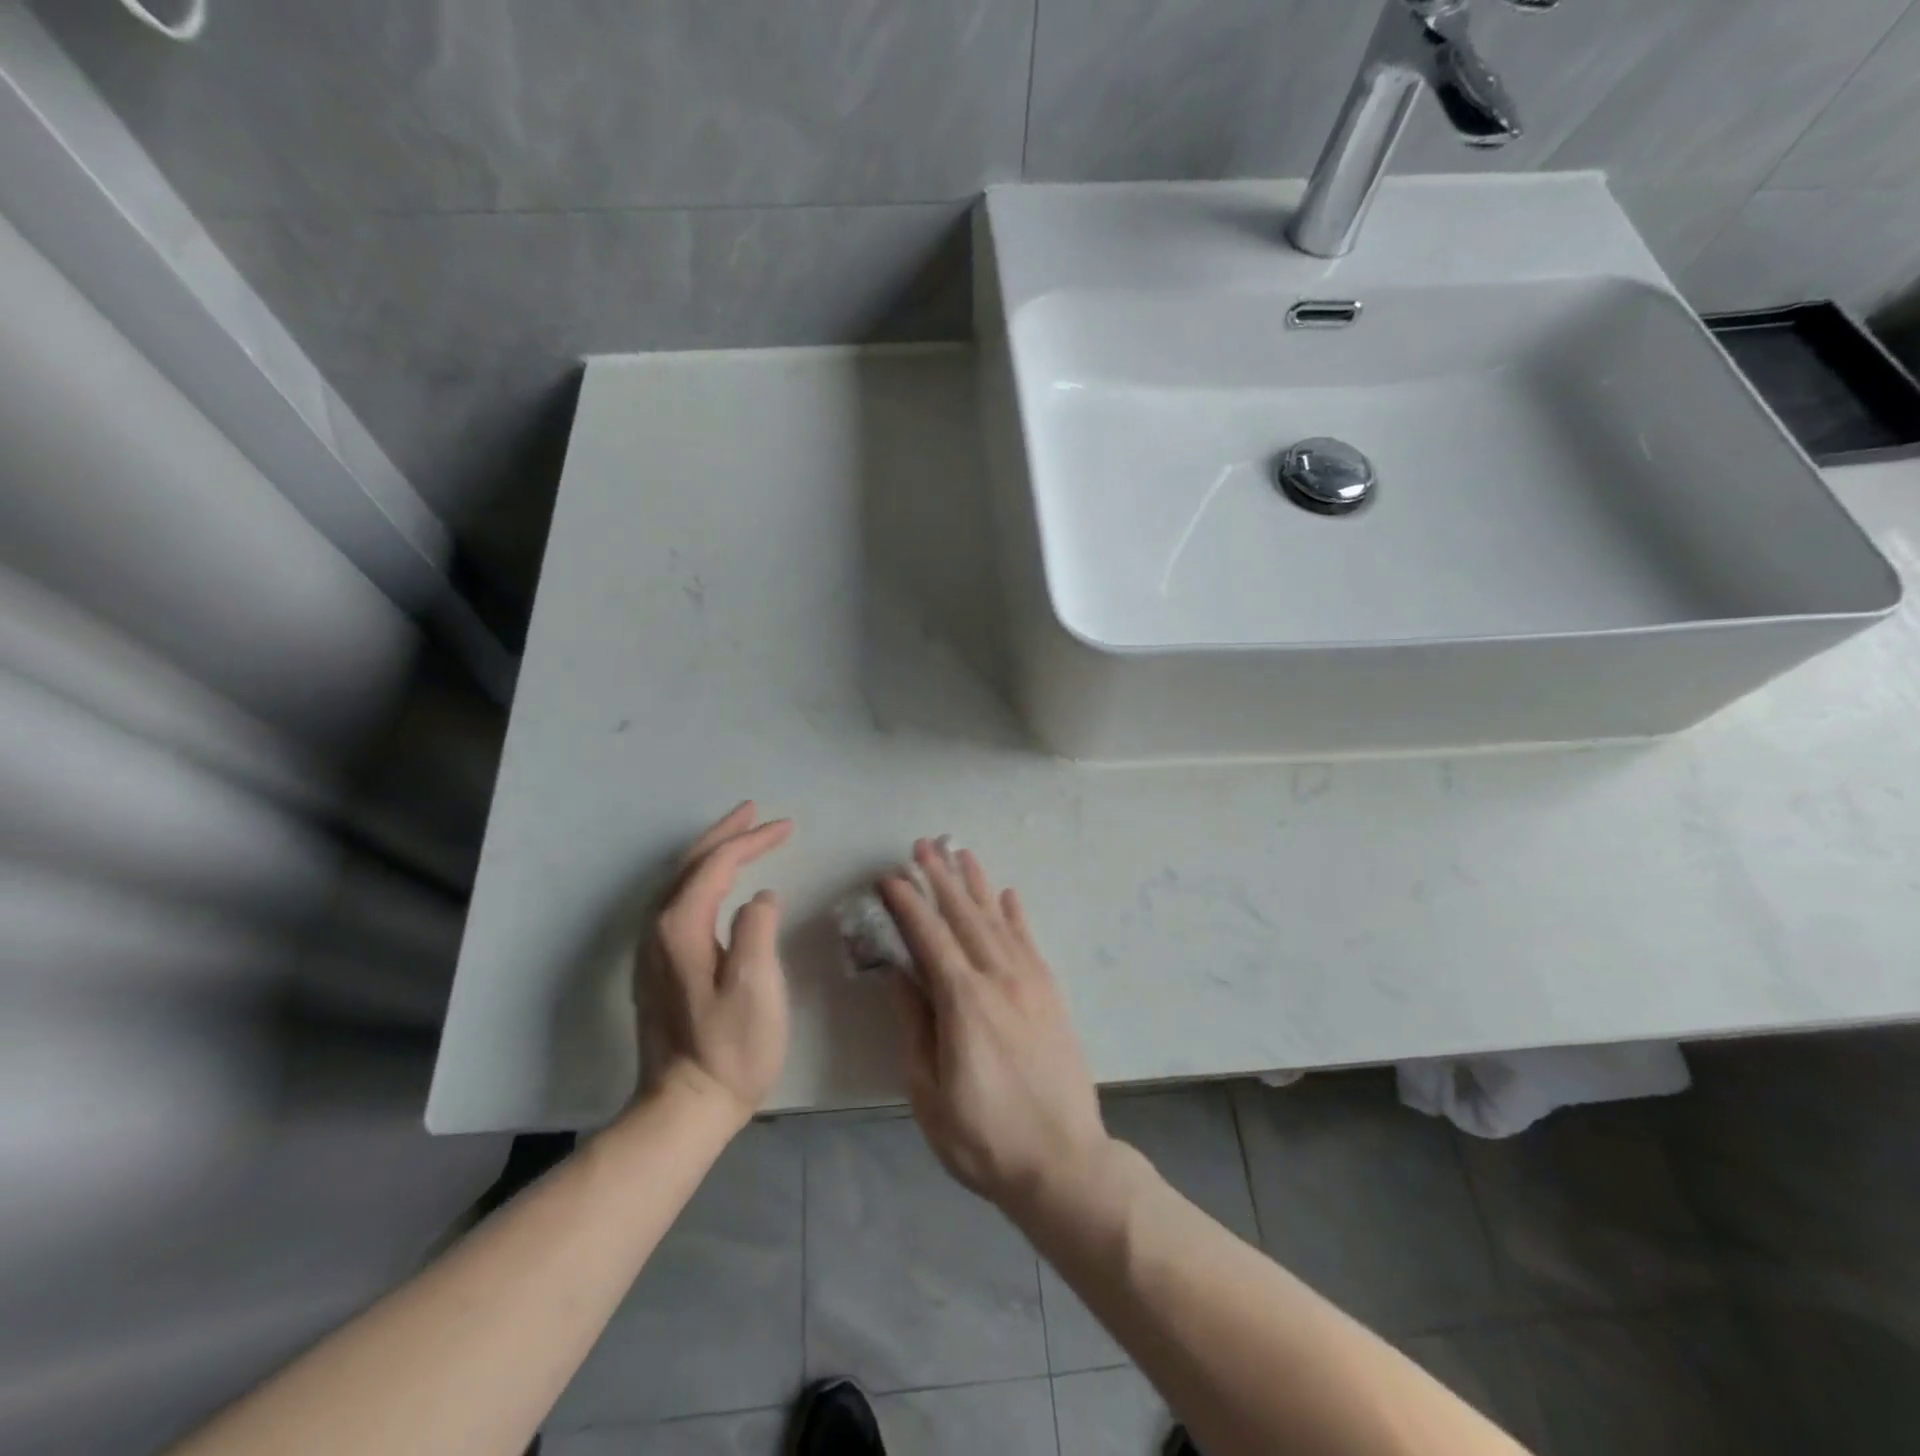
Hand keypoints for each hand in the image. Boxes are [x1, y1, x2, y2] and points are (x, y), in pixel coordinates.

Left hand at [639, 802, 793, 1124]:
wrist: (683, 1107)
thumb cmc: (730, 1048)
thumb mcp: (755, 985)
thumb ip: (757, 927)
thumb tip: (759, 898)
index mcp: (681, 927)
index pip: (717, 864)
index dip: (753, 840)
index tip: (788, 826)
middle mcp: (658, 928)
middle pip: (692, 864)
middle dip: (726, 833)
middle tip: (756, 811)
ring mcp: (653, 949)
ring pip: (681, 881)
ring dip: (712, 852)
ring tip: (740, 835)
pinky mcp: (658, 966)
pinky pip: (680, 901)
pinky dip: (703, 878)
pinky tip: (718, 883)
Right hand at [880, 840, 1113, 1216]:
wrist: (1063, 1162)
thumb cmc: (984, 1136)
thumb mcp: (929, 1091)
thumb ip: (914, 1024)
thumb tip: (897, 974)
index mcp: (963, 1000)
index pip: (929, 936)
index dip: (908, 903)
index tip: (890, 877)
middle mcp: (998, 978)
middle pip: (963, 916)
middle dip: (940, 878)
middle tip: (922, 846)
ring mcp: (1030, 982)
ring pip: (997, 919)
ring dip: (976, 884)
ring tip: (961, 853)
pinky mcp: (1051, 993)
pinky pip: (1029, 941)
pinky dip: (1016, 914)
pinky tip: (1007, 894)